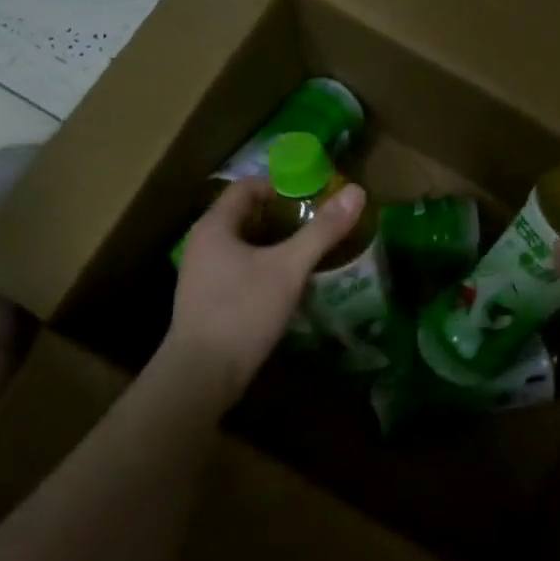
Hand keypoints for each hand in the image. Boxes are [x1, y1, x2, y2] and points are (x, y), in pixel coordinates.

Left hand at [163, 177, 364, 406]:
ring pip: (245, 246)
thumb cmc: (243, 311)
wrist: (202, 374)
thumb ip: (322, 231)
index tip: (314, 196)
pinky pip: (241, 270)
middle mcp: (203, 244)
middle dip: (284, 217)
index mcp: (214, 226)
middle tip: (319, 224)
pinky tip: (290, 284)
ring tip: (311, 252)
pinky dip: (266, 268)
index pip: (247, 187)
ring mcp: (203, 274)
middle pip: (247, 216)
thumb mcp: (288, 268)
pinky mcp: (209, 301)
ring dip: (277, 244)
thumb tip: (357, 191)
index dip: (281, 186)